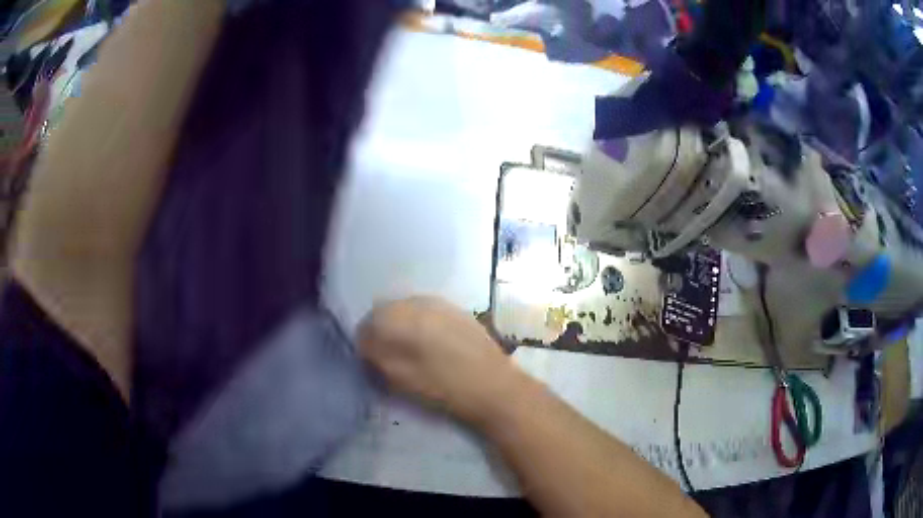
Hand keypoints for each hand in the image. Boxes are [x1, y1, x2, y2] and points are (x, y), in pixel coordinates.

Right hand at [358, 297, 520, 423]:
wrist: (495, 388)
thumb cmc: (444, 388)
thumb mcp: (400, 378)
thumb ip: (378, 355)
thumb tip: (366, 343)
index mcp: (403, 317)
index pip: (369, 321)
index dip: (365, 340)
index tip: (370, 359)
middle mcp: (421, 302)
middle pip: (388, 310)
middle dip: (383, 330)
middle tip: (387, 355)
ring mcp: (442, 304)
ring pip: (409, 309)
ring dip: (402, 326)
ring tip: (410, 351)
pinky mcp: (459, 311)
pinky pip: (429, 312)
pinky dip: (422, 324)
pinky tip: (431, 345)